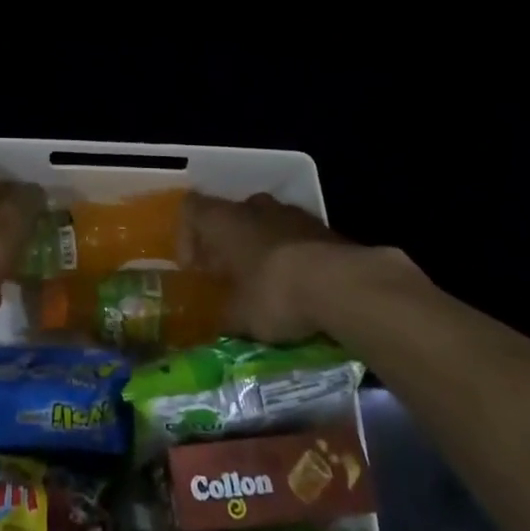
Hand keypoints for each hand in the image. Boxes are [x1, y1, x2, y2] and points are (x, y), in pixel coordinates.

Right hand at [179, 191, 426, 342]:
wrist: (343, 285)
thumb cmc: (274, 293)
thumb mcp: (240, 316)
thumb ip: (224, 315)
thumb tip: (220, 323)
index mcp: (224, 220)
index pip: (191, 209)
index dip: (187, 236)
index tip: (194, 269)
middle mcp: (254, 207)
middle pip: (230, 214)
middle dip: (226, 243)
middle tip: (228, 275)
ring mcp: (292, 213)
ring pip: (265, 223)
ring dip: (260, 247)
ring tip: (265, 283)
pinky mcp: (323, 228)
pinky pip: (295, 236)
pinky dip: (291, 255)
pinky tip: (298, 286)